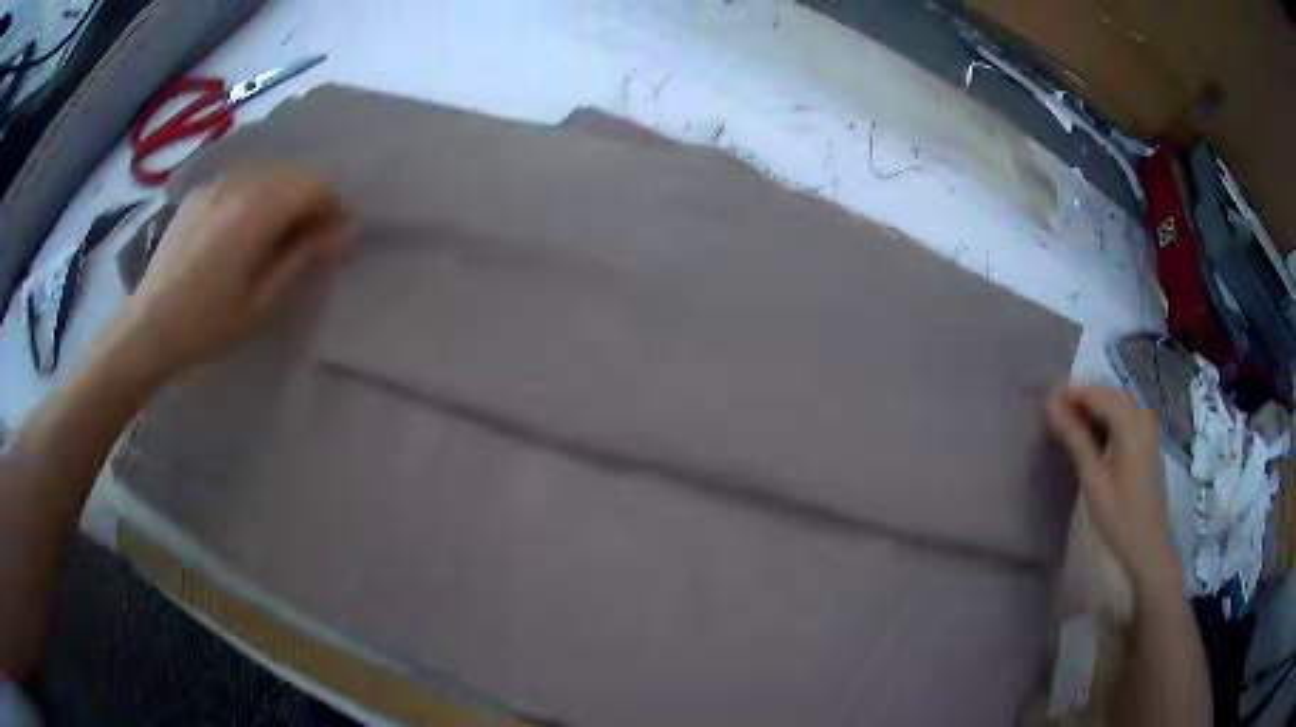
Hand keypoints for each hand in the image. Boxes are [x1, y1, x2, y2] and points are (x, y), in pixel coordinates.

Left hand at [105, 168, 352, 385]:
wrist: (147, 327)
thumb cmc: (207, 325)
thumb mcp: (262, 303)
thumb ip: (305, 259)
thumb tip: (348, 232)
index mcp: (257, 209)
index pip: (315, 185)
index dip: (332, 210)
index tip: (331, 244)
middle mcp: (240, 182)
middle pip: (293, 174)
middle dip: (309, 203)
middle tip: (303, 245)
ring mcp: (216, 182)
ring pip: (269, 174)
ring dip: (282, 199)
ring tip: (270, 239)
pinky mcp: (200, 191)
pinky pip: (242, 180)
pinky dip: (255, 197)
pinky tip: (240, 232)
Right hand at [1046, 385, 1179, 596]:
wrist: (1148, 544)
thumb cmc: (1119, 515)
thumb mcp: (1093, 478)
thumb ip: (1074, 438)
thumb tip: (1050, 404)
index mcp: (1130, 420)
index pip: (1095, 393)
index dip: (1069, 395)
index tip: (1044, 405)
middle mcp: (1141, 413)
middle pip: (1107, 393)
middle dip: (1081, 401)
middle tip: (1053, 418)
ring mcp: (1147, 425)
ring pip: (1115, 403)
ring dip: (1092, 411)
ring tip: (1068, 429)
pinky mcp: (1147, 437)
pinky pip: (1124, 415)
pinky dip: (1106, 420)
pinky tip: (1093, 439)